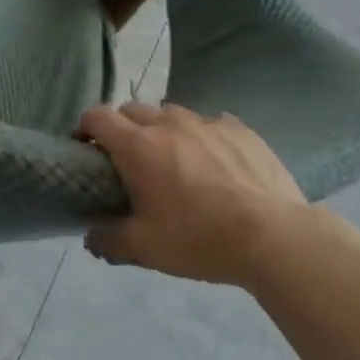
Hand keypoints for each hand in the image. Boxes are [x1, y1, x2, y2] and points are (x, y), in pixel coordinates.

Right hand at [80, 103, 311, 286]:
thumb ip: (109, 240)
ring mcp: (206, 121)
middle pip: (131, 110)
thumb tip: (90, 236)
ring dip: (162, 130)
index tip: (86, 150)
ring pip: (171, 114)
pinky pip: (210, 123)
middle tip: (130, 162)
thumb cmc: (200, 239)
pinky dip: (202, 138)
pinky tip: (215, 164)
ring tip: (175, 162)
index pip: (97, 116)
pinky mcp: (239, 128)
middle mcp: (168, 122)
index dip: (85, 128)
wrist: (274, 237)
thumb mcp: (146, 249)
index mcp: (138, 145)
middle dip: (123, 129)